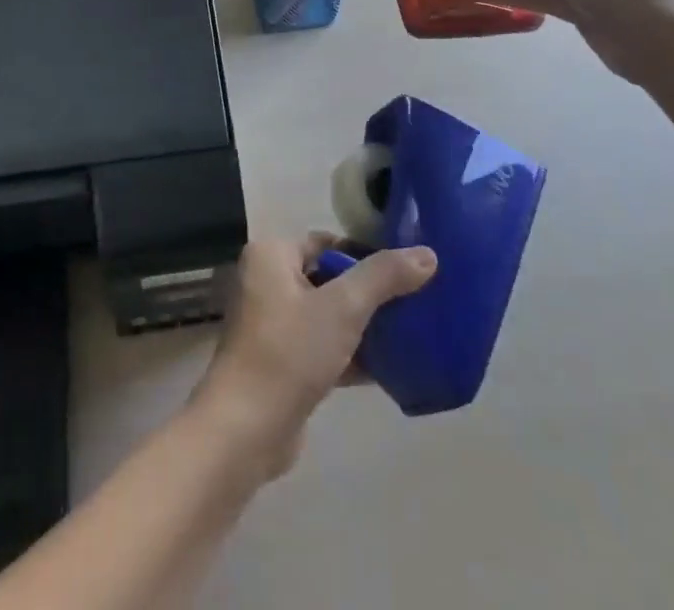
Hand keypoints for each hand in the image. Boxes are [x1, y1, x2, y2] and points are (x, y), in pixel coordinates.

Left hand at [190, 235, 435, 477]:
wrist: (246, 431)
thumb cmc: (289, 352)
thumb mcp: (343, 308)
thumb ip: (384, 277)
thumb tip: (428, 254)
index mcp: (271, 255)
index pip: (328, 241)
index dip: (366, 253)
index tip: (405, 271)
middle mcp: (266, 281)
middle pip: (329, 277)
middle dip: (368, 292)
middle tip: (413, 302)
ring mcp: (271, 324)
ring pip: (328, 314)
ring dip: (363, 325)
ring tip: (409, 333)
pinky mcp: (281, 362)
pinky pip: (322, 346)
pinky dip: (350, 354)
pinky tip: (389, 368)